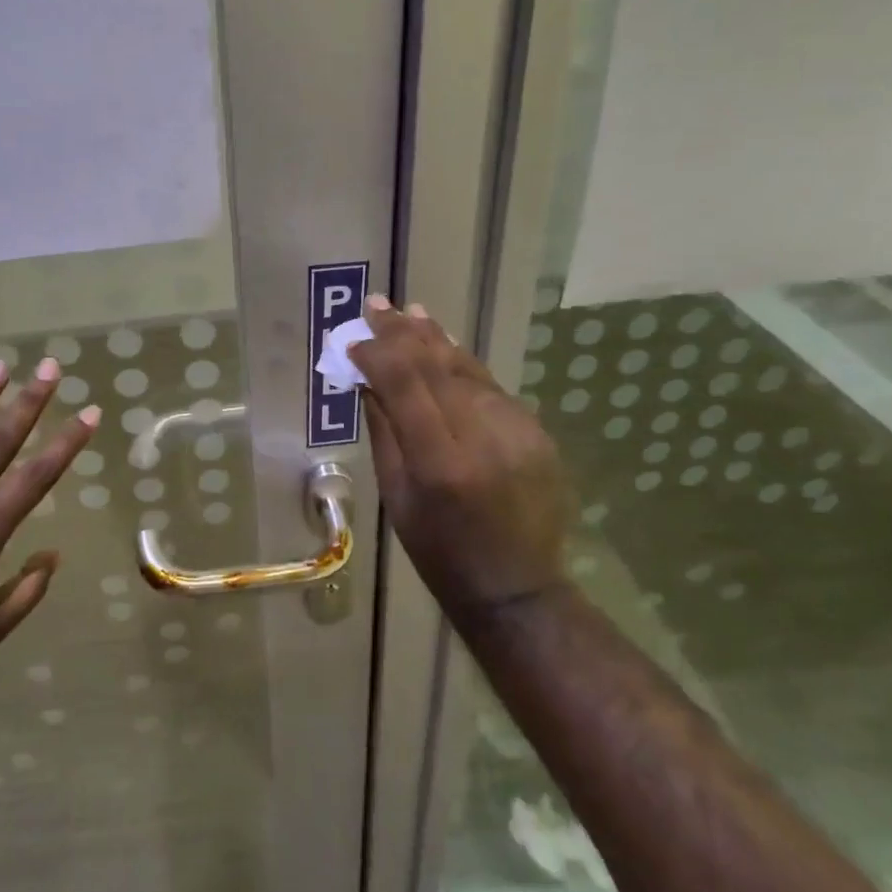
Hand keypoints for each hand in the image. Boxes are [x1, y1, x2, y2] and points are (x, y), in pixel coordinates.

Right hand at [349, 298, 569, 617]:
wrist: (517, 587)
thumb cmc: (439, 551)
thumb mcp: (396, 496)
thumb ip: (384, 430)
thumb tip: (366, 379)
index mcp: (440, 462)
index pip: (404, 384)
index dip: (377, 353)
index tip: (354, 339)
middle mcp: (483, 437)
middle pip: (437, 367)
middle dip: (402, 333)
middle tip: (377, 304)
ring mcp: (517, 431)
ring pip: (467, 370)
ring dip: (434, 339)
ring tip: (409, 312)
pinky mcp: (537, 432)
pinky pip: (490, 388)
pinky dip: (463, 364)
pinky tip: (444, 345)